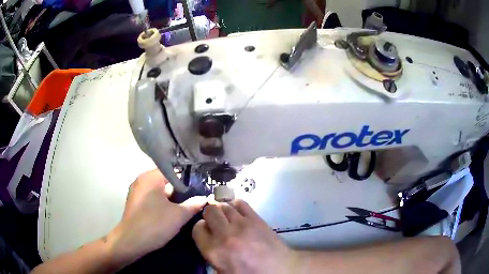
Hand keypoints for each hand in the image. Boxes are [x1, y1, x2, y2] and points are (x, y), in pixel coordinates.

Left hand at [108, 169, 206, 265]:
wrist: (131, 241)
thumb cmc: (155, 224)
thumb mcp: (179, 215)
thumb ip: (194, 204)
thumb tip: (205, 198)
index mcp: (151, 176)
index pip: (174, 170)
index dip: (189, 179)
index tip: (200, 188)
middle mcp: (142, 179)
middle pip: (166, 180)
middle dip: (180, 190)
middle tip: (195, 199)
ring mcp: (136, 190)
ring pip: (159, 190)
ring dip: (171, 197)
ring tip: (185, 207)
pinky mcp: (135, 201)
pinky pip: (152, 197)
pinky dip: (161, 202)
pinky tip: (170, 213)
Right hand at [192, 199, 299, 273]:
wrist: (280, 269)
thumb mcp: (223, 272)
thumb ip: (210, 255)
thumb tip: (206, 242)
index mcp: (214, 251)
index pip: (197, 228)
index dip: (200, 228)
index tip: (206, 231)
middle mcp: (225, 235)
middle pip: (210, 211)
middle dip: (210, 215)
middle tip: (215, 222)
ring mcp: (242, 224)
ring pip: (224, 205)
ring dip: (222, 209)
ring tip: (226, 217)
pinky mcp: (256, 219)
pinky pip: (240, 203)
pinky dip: (235, 204)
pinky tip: (237, 212)